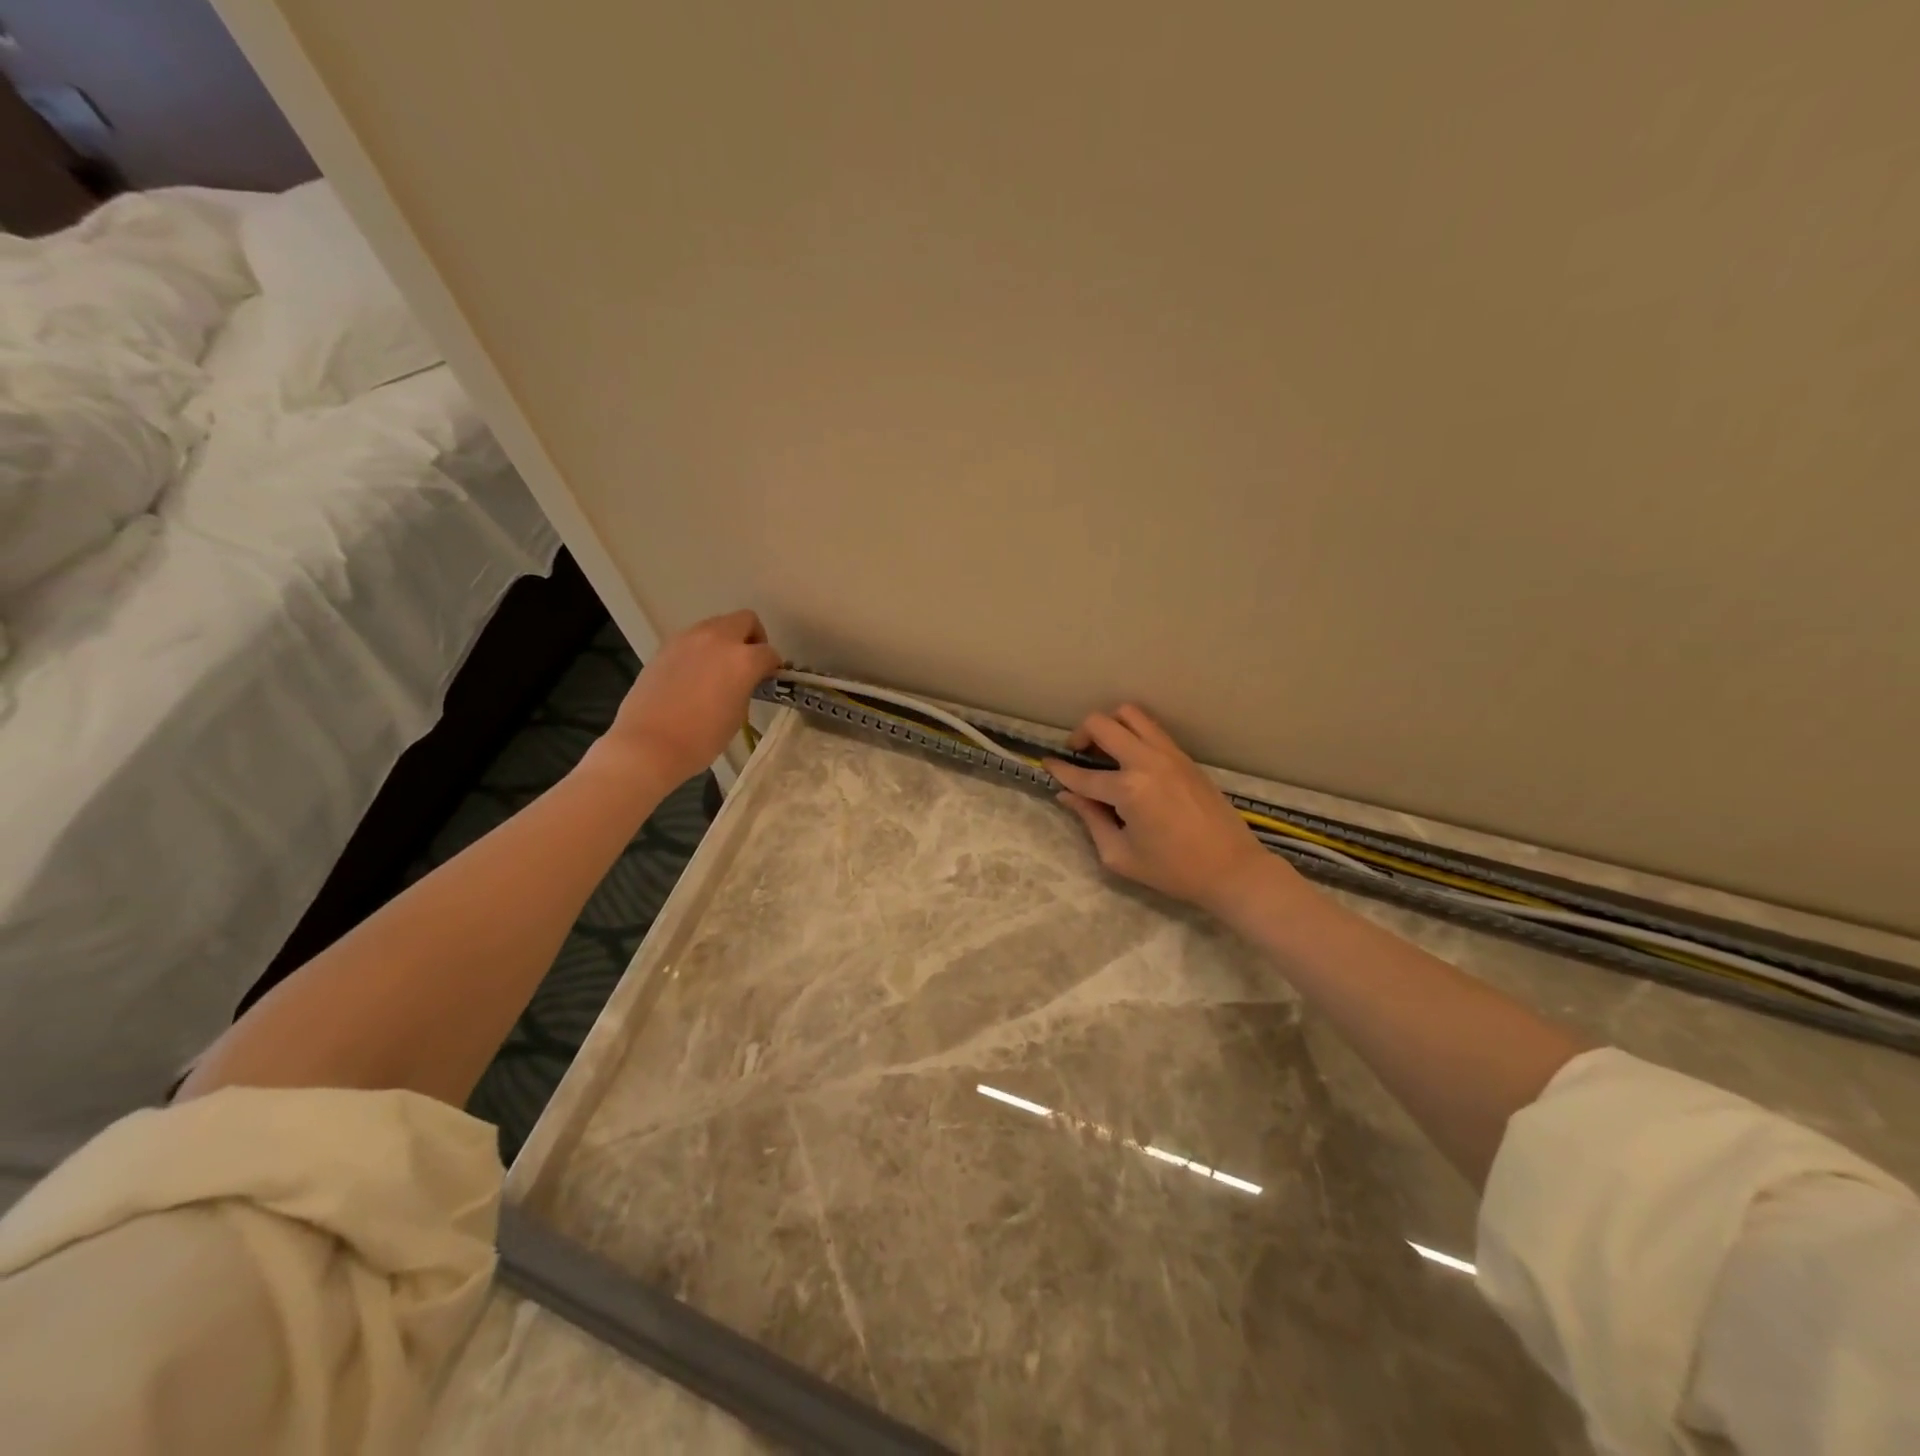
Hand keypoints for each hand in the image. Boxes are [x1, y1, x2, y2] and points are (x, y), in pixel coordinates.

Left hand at [599, 609, 781, 784]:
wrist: (649, 744)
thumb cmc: (702, 737)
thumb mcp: (738, 713)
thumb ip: (746, 687)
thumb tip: (744, 680)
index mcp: (743, 659)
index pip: (769, 653)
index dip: (772, 667)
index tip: (768, 680)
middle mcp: (718, 639)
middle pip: (745, 620)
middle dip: (752, 637)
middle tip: (748, 663)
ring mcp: (688, 639)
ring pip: (717, 625)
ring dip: (725, 640)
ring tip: (719, 669)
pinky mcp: (666, 646)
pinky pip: (693, 638)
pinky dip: (702, 649)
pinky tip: (695, 675)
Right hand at [1045, 704, 1292, 917]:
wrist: (1232, 869)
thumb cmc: (1173, 870)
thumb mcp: (1119, 855)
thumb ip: (1090, 819)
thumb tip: (1067, 795)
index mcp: (1128, 790)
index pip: (1081, 775)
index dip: (1058, 771)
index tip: (1045, 764)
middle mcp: (1146, 761)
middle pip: (1102, 724)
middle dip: (1080, 735)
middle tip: (1076, 754)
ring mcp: (1169, 754)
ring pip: (1130, 714)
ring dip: (1110, 725)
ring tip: (1104, 749)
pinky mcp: (1185, 756)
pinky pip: (1151, 728)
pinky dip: (1133, 733)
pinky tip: (1129, 757)